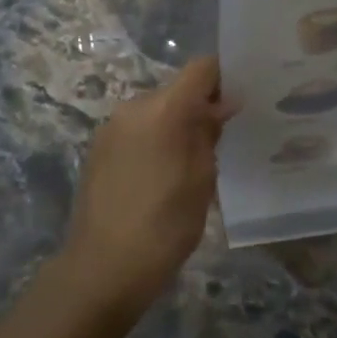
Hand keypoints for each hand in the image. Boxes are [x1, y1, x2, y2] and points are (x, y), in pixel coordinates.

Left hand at [61, 58, 237, 319]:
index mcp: (162, 109)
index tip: (239, 103)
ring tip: (189, 166)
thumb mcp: (201, 180)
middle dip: (199, 108)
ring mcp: (111, 126)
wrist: (102, 267)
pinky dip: (154, 141)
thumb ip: (209, 134)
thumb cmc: (164, 226)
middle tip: (220, 143)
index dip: (223, 78)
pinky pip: (136, 130)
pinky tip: (160, 177)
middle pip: (176, 91)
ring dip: (175, 127)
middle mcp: (133, 106)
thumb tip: (221, 104)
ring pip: (155, 112)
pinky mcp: (98, 148)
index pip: (201, 69)